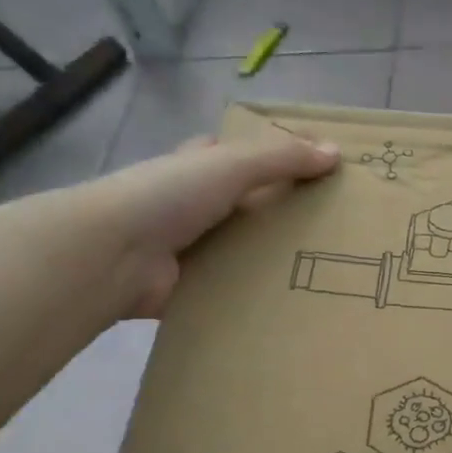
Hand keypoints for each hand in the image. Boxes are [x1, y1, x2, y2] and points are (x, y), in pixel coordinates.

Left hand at [76, 129, 339, 317]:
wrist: (114, 255)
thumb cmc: (169, 195)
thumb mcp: (231, 164)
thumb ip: (282, 158)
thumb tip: (336, 153)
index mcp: (199, 167)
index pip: (241, 154)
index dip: (276, 156)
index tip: (320, 169)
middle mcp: (195, 204)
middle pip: (249, 204)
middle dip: (284, 211)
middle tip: (337, 225)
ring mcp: (192, 247)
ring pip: (244, 248)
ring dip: (275, 256)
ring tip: (329, 265)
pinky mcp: (192, 287)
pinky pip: (234, 288)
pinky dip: (258, 294)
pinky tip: (296, 299)